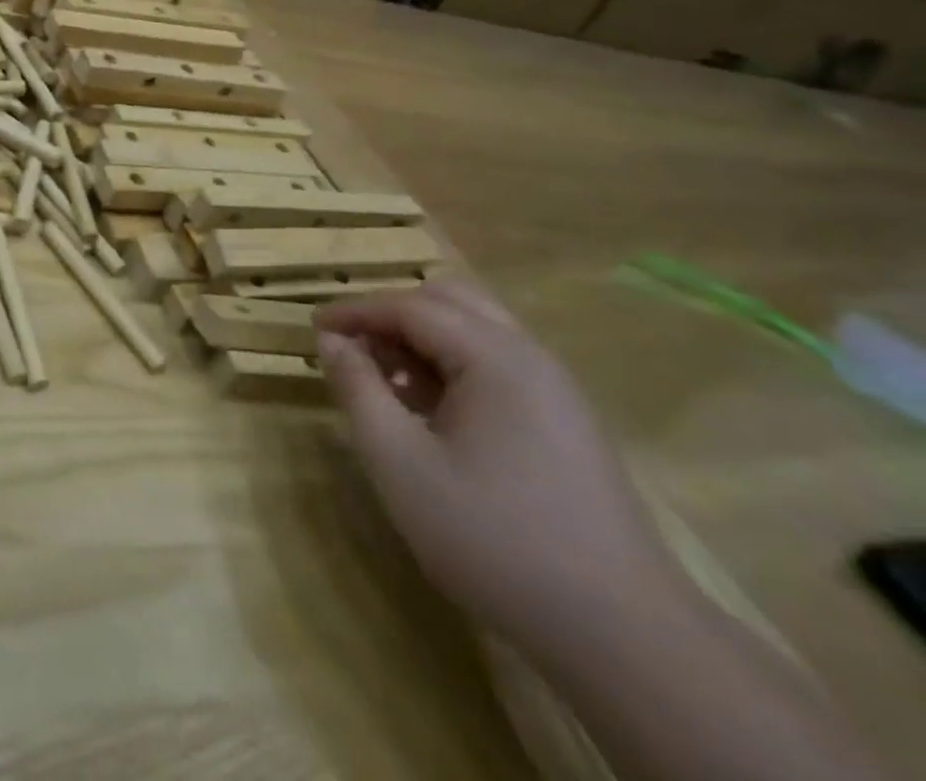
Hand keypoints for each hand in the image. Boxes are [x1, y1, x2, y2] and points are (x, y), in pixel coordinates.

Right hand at [315, 283, 683, 664]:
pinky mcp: (566, 424)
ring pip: (476, 331)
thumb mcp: (400, 462)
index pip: (410, 306)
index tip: (312, 328)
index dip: (355, 312)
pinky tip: (432, 415)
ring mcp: (556, 391)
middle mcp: (531, 358)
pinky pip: (498, 366)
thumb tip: (331, 341)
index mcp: (496, 358)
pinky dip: (453, 367)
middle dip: (393, 315)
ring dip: (423, 340)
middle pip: (450, 301)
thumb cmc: (494, 539)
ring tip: (388, 384)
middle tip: (354, 350)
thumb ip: (358, 389)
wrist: (625, 638)